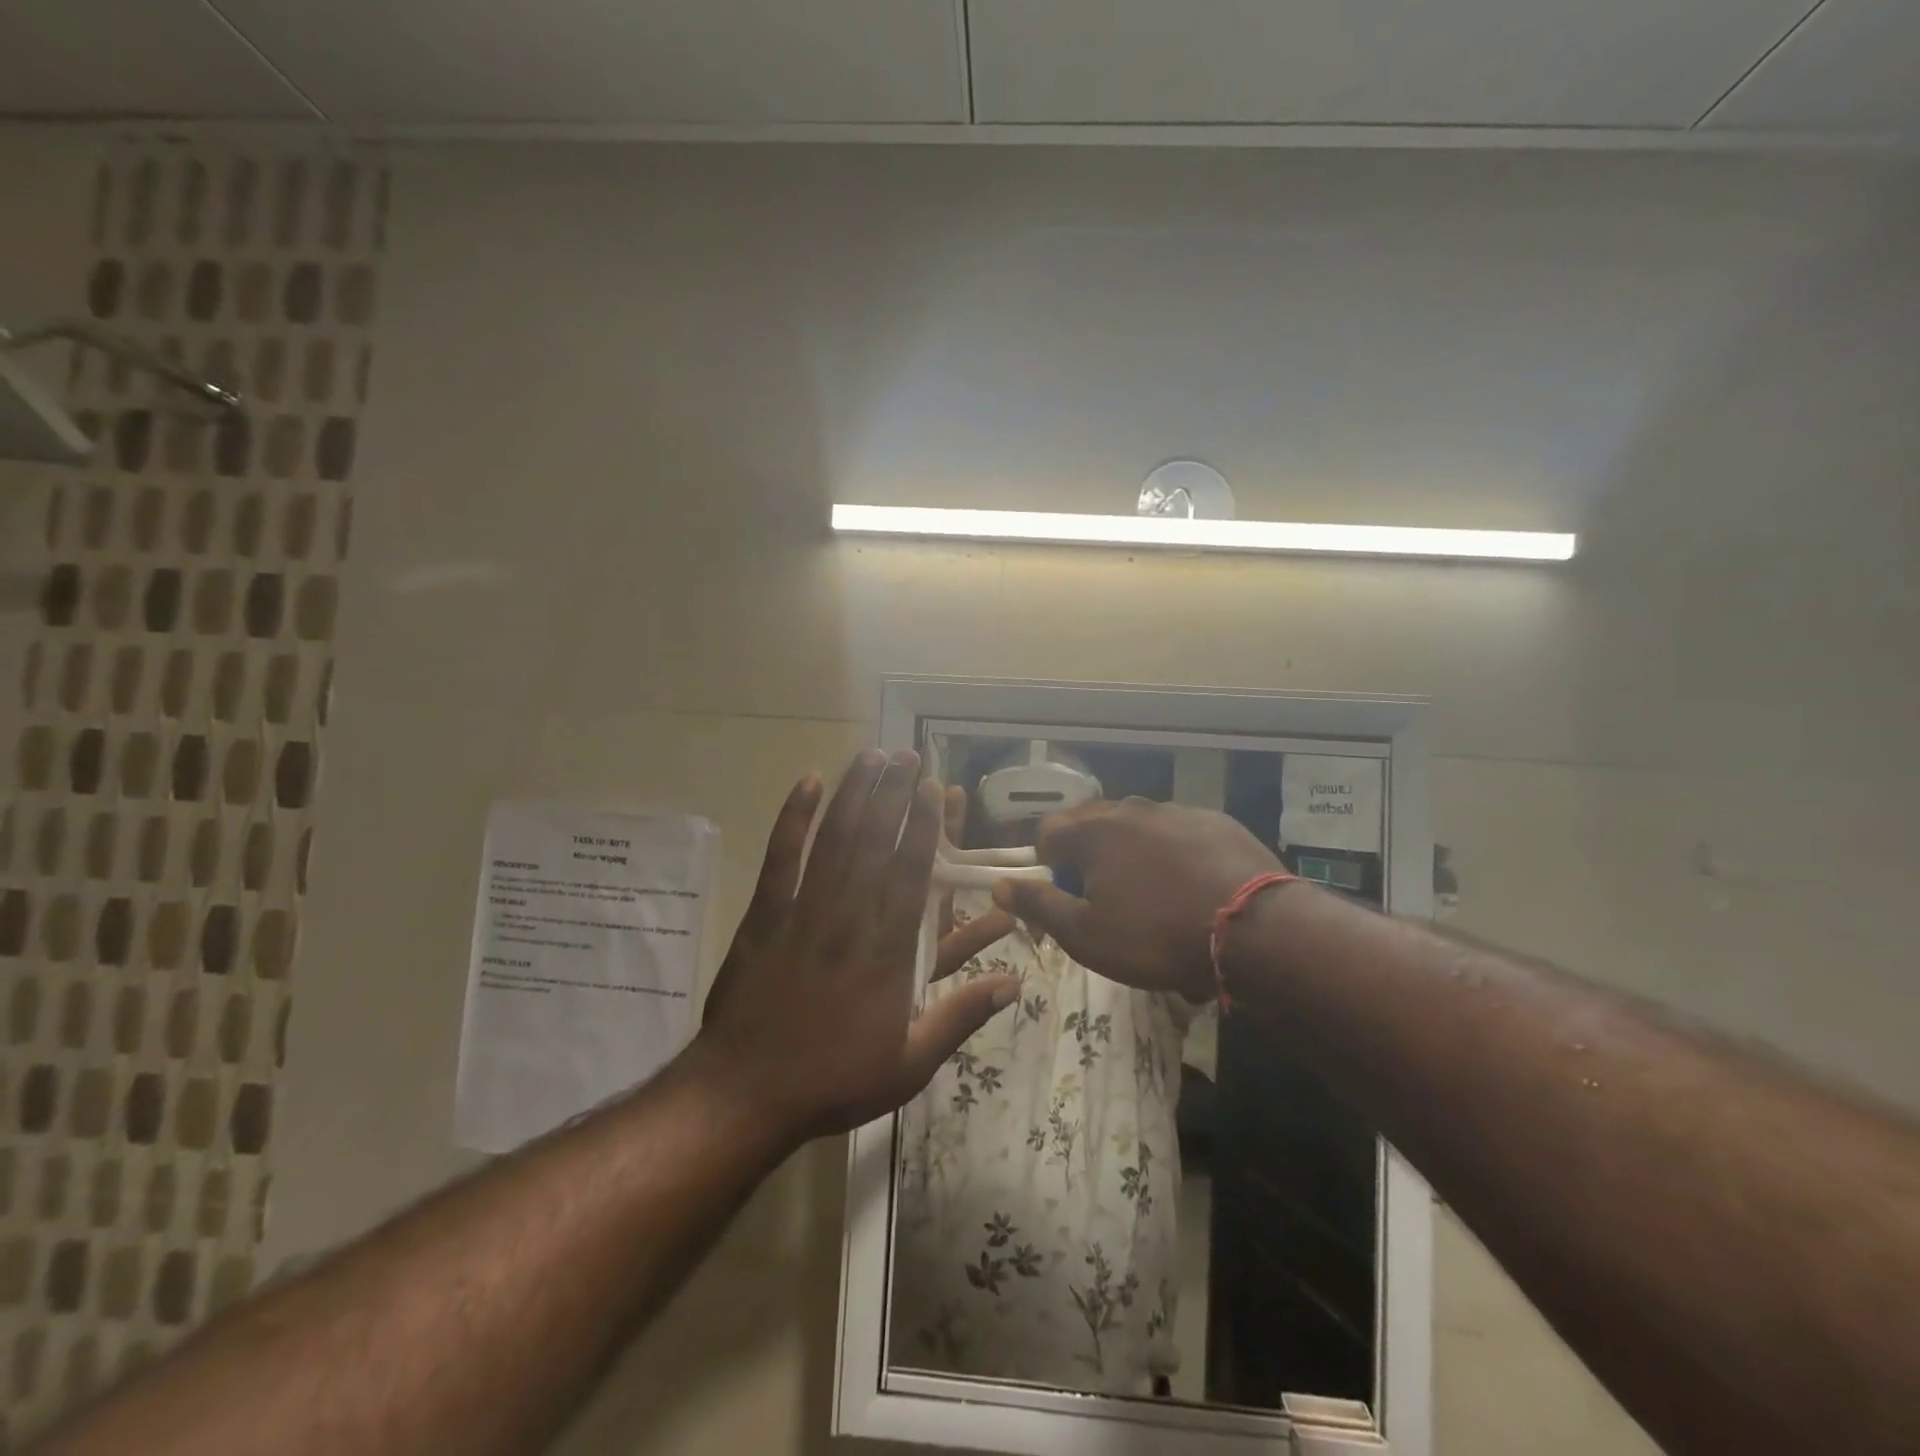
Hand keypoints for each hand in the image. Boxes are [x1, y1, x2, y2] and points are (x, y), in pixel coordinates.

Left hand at [698, 752, 1019, 1142]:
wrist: (746, 1093)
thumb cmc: (833, 1078)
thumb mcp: (910, 1063)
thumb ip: (961, 1016)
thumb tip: (1015, 984)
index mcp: (887, 952)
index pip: (912, 874)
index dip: (926, 828)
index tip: (936, 790)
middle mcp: (849, 919)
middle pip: (875, 844)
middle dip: (894, 795)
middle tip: (908, 756)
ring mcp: (803, 912)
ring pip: (834, 841)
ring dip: (854, 795)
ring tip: (871, 757)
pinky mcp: (764, 915)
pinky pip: (780, 858)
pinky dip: (793, 819)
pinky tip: (807, 784)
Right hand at [992, 796, 1281, 1001]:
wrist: (1255, 930)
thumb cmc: (1156, 936)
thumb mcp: (1086, 935)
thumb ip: (1038, 905)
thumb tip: (999, 884)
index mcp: (1093, 831)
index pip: (1047, 833)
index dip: (1046, 867)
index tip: (1062, 901)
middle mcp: (1131, 808)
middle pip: (1092, 827)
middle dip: (1088, 860)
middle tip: (1104, 904)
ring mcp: (1176, 811)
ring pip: (1136, 829)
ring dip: (1131, 857)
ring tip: (1152, 901)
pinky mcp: (1216, 821)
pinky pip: (1177, 834)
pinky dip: (1172, 855)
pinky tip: (1191, 890)